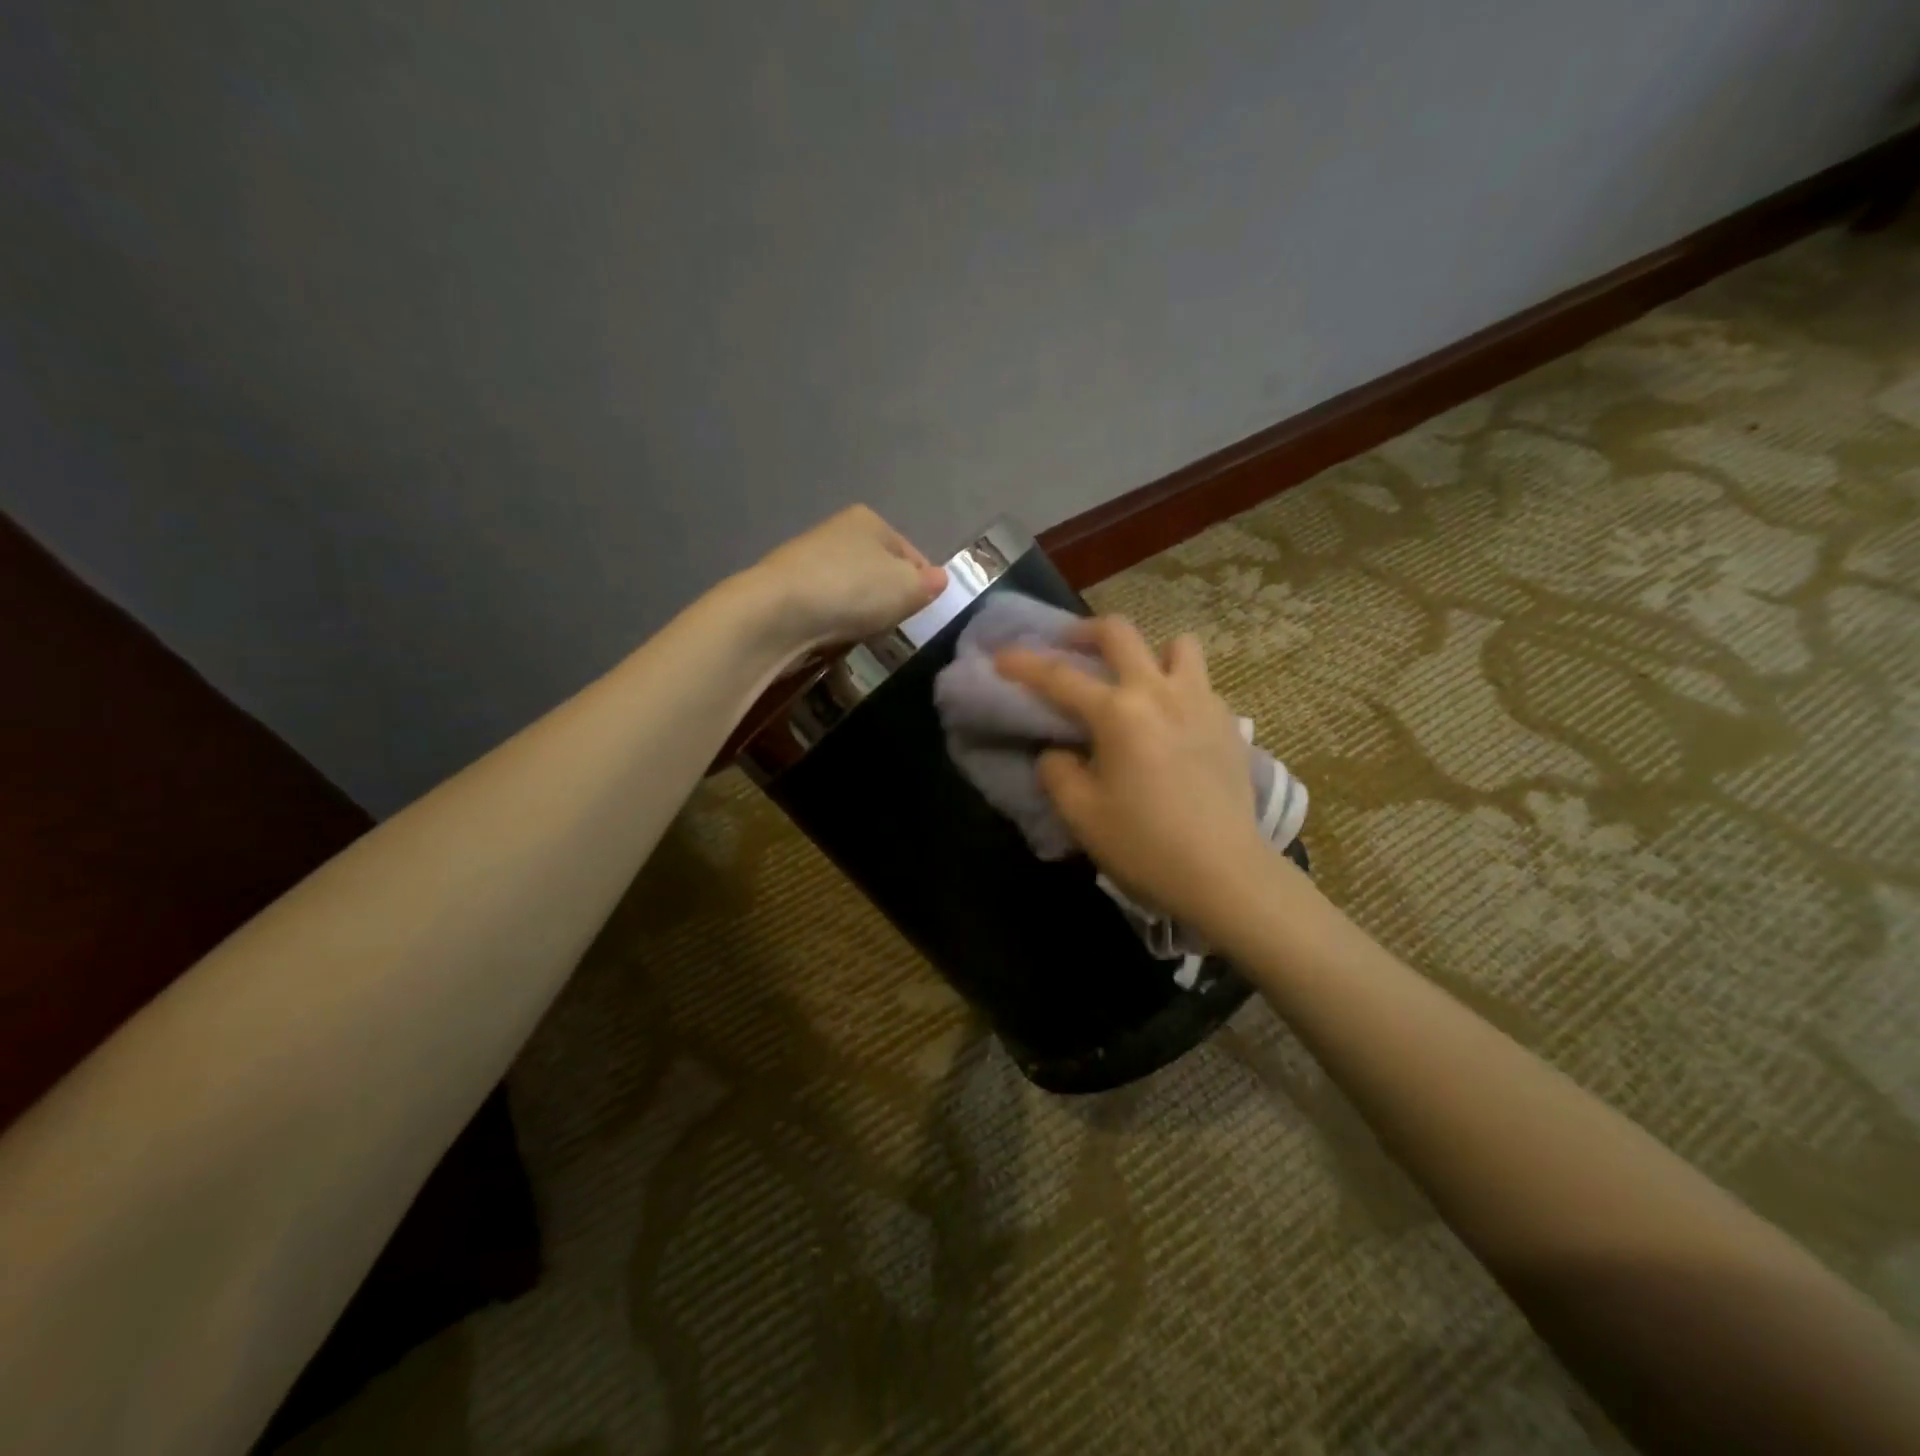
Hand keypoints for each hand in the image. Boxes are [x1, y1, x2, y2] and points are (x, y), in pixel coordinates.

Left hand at [748, 506, 946, 661]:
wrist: (778, 612)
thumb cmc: (853, 591)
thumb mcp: (907, 588)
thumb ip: (928, 584)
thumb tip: (939, 579)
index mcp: (870, 521)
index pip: (911, 553)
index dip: (922, 584)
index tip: (922, 612)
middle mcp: (837, 530)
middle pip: (879, 569)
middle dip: (888, 597)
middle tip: (893, 626)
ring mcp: (808, 557)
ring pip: (851, 588)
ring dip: (860, 610)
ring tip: (862, 633)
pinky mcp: (787, 587)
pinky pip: (825, 605)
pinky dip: (833, 620)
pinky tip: (833, 635)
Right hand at [996, 617, 1274, 931]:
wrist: (1225, 874)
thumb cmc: (1145, 845)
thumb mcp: (1081, 814)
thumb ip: (1057, 772)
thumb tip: (1057, 752)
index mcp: (1119, 713)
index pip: (1060, 677)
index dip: (1024, 664)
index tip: (1001, 655)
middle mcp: (1160, 692)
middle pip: (1120, 633)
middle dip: (1085, 631)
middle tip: (1068, 646)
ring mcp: (1202, 702)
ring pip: (1177, 645)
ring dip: (1148, 653)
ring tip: (1135, 681)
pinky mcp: (1229, 724)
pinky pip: (1199, 684)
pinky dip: (1178, 688)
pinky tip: (1171, 723)